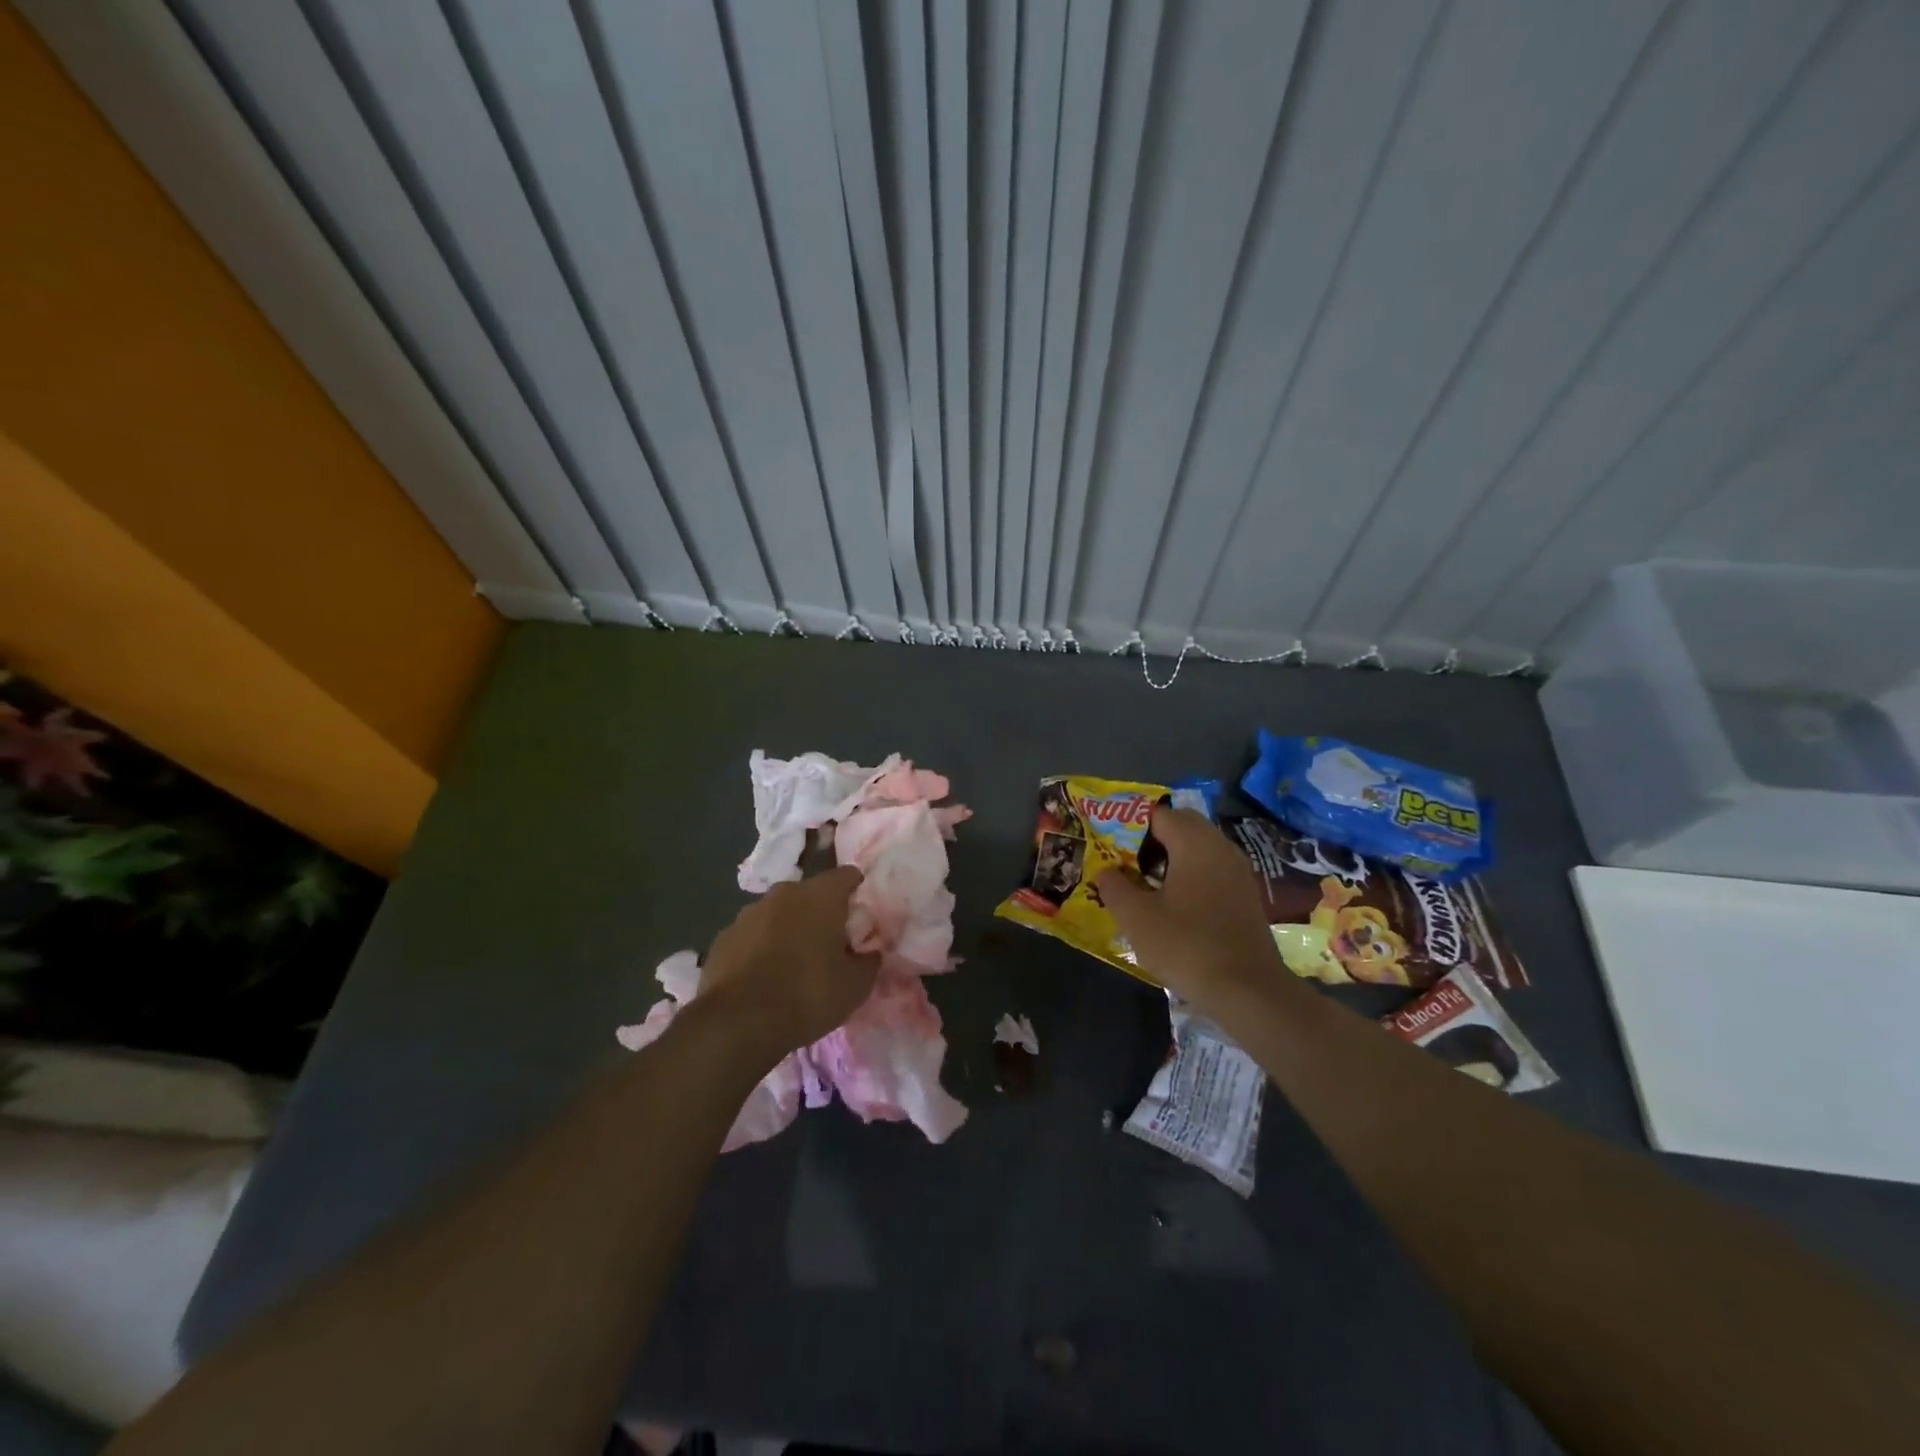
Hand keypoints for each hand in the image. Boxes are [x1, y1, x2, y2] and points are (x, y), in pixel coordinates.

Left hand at [699, 866, 879, 1058]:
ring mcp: (749, 912)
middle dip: (822, 912)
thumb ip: (868, 961)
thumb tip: (870, 951)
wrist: (737, 1023)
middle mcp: (784, 893)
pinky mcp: (723, 936)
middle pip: (811, 893)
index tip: (861, 916)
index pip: (847, 875)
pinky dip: (762, 946)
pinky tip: (764, 975)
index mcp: (821, 896)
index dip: (857, 891)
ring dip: (789, 928)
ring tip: (794, 962)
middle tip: (830, 943)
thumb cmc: (807, 995)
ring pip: (779, 912)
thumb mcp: (855, 986)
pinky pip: (753, 934)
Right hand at [1096, 808, 1284, 1010]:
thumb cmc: (1186, 945)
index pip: (1158, 814)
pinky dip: (1191, 874)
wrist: (1247, 991)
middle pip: (1182, 825)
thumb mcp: (1136, 917)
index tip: (1110, 844)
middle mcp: (1220, 847)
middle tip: (1126, 860)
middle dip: (1152, 837)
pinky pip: (1213, 869)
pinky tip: (1174, 903)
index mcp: (1194, 842)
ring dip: (1173, 856)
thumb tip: (1106, 871)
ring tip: (1146, 882)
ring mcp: (1238, 871)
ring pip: (1200, 847)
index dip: (1130, 825)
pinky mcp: (1246, 895)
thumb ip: (1114, 886)